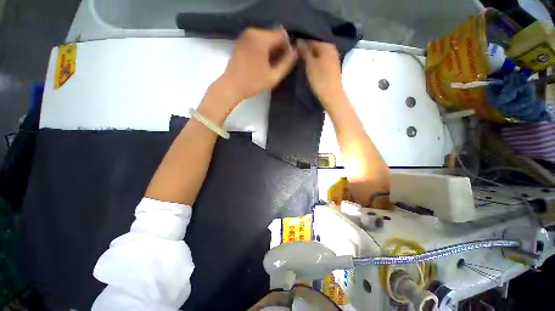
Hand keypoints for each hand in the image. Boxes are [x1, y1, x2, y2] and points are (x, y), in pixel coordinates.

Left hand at [219, 26, 297, 102]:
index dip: (287, 47)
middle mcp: (253, 32)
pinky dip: (263, 49)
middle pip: (273, 35)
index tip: (286, 60)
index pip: (282, 35)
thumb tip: (295, 52)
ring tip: (270, 65)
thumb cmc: (253, 83)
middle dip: (279, 48)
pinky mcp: (242, 40)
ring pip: (266, 38)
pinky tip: (262, 62)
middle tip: (278, 64)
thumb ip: (286, 63)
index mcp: (261, 39)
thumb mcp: (273, 76)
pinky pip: (258, 40)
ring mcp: (246, 35)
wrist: (231, 86)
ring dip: (271, 49)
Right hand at [297, 39, 342, 104]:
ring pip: (318, 54)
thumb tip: (299, 39)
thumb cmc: (320, 79)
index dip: (301, 43)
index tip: (292, 48)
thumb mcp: (310, 64)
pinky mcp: (332, 67)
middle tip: (295, 56)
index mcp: (327, 45)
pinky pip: (321, 60)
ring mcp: (333, 58)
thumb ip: (305, 51)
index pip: (311, 39)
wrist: (332, 95)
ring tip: (300, 61)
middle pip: (315, 46)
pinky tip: (309, 67)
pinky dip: (315, 62)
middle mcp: (332, 49)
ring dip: (310, 57)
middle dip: (306, 50)